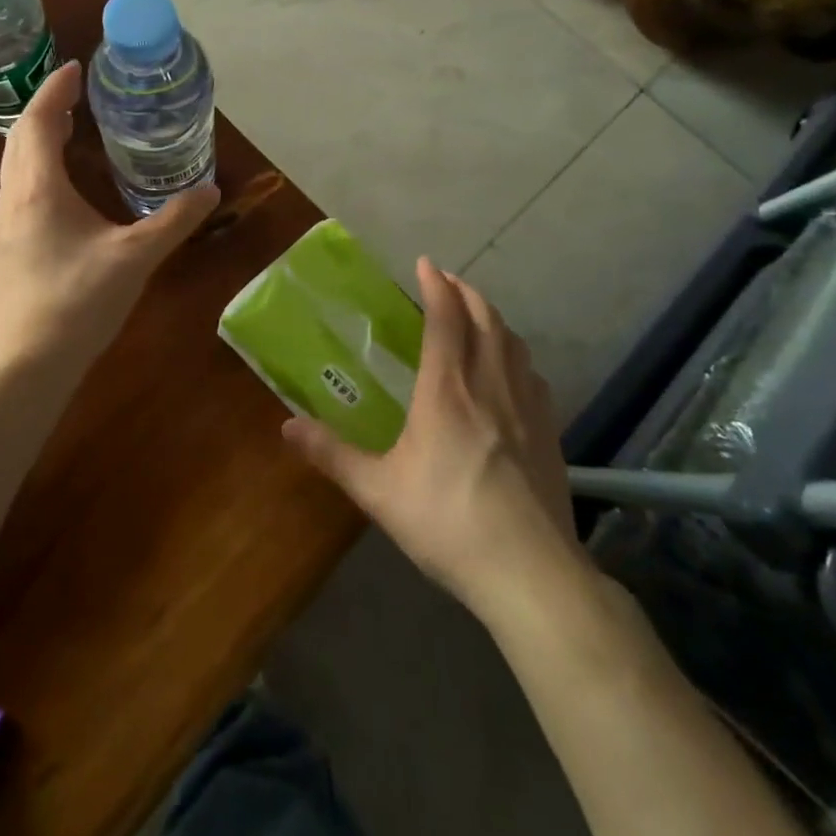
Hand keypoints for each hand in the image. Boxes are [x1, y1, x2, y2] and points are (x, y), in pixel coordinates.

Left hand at [0, 60, 218, 370]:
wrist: (23, 364)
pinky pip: (20, 187)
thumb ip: (174, 221)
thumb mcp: (134, 257)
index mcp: (38, 188)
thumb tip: (211, 192)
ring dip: (39, 138)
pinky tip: (64, 186)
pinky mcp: (9, 246)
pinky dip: (38, 166)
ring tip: (71, 129)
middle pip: (20, 138)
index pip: (40, 121)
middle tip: (78, 94)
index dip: (56, 90)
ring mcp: (6, 223)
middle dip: (46, 109)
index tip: (76, 67)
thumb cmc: (76, 301)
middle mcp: (14, 197)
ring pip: (16, 164)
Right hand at [282, 259, 588, 613]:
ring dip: (493, 318)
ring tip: (477, 315)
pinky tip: (511, 370)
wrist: (530, 572)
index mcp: (447, 389)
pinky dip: (516, 354)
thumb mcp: (378, 490)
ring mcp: (526, 406)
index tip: (425, 263)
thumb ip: (332, 454)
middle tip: (448, 281)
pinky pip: (532, 373)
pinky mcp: (549, 430)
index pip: (445, 318)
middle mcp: (489, 384)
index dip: (436, 285)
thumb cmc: (447, 522)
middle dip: (466, 292)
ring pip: (513, 342)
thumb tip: (286, 426)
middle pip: (485, 319)